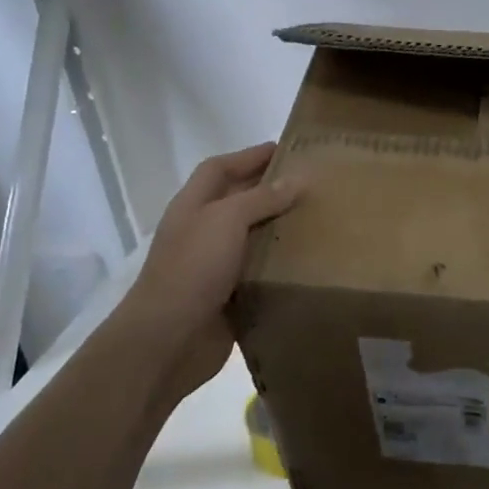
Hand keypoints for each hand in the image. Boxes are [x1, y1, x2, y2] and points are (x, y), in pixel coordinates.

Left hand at [127, 142, 301, 409]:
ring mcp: (215, 266)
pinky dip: (281, 267)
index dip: (249, 155)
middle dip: (271, 190)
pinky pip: (260, 274)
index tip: (286, 148)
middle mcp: (203, 232)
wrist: (168, 339)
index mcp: (194, 206)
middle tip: (313, 186)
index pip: (220, 168)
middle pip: (239, 201)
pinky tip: (310, 264)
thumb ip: (261, 198)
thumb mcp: (225, 221)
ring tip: (320, 221)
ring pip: (252, 239)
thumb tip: (296, 180)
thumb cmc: (192, 269)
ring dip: (280, 230)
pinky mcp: (230, 297)